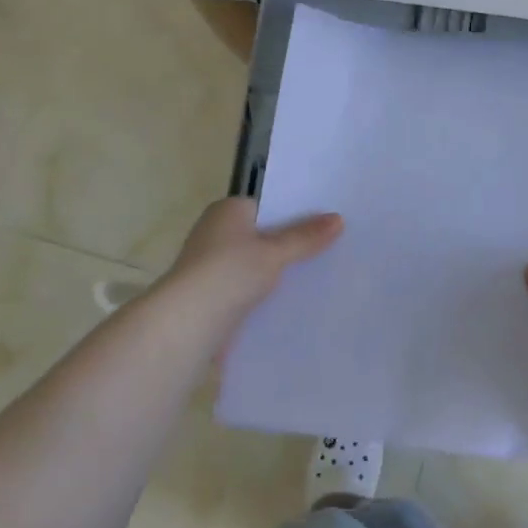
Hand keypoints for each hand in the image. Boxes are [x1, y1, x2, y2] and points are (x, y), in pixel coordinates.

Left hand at [160, 198, 342, 335]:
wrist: (189, 321)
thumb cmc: (230, 272)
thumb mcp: (274, 252)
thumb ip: (305, 237)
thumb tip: (338, 218)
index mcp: (227, 211)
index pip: (267, 206)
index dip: (295, 215)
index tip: (325, 225)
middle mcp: (216, 232)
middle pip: (262, 235)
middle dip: (290, 244)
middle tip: (330, 250)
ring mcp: (212, 264)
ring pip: (256, 263)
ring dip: (278, 271)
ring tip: (319, 276)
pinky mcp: (213, 293)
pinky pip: (248, 286)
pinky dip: (266, 291)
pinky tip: (292, 301)